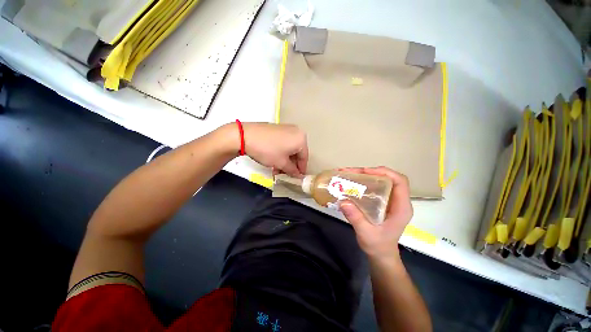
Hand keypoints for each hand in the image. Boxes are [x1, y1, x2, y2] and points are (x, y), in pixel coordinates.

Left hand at [242, 123, 307, 176]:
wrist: (246, 135)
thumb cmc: (268, 150)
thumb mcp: (281, 163)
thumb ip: (292, 170)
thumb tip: (298, 175)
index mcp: (301, 139)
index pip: (304, 157)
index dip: (301, 169)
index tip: (298, 178)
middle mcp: (296, 132)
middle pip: (297, 153)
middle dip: (291, 165)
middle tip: (285, 175)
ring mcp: (287, 129)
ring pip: (289, 149)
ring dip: (285, 161)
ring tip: (277, 170)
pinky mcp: (278, 129)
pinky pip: (284, 143)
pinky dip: (281, 153)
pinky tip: (274, 161)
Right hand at [338, 167, 412, 259]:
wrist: (381, 255)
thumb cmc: (378, 246)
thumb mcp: (366, 234)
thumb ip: (356, 218)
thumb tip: (343, 201)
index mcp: (401, 208)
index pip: (400, 182)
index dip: (384, 172)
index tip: (365, 171)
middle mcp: (397, 201)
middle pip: (387, 178)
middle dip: (369, 172)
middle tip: (350, 172)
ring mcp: (389, 201)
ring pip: (380, 180)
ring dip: (364, 175)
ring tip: (347, 174)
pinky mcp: (381, 202)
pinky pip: (374, 186)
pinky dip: (362, 182)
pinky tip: (351, 183)